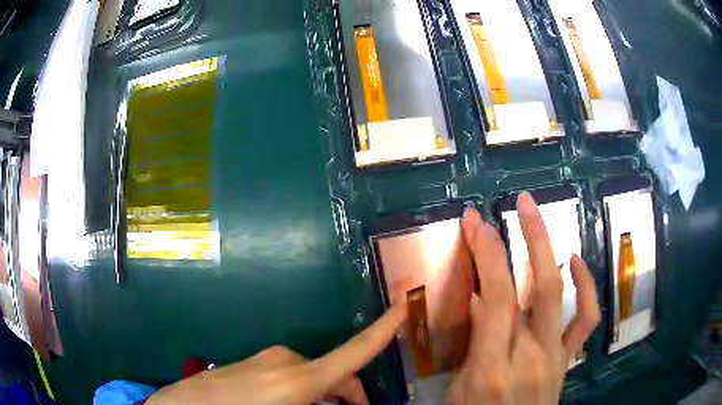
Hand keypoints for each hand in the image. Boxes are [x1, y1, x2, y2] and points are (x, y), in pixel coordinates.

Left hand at [147, 304, 405, 404]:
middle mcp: (287, 361)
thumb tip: (345, 401)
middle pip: (337, 374)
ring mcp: (267, 359)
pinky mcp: (253, 361)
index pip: (356, 351)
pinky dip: (303, 392)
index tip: (407, 297)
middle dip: (351, 396)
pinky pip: (291, 376)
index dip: (386, 325)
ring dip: (325, 398)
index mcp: (300, 378)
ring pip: (313, 377)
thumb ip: (324, 404)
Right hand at [448, 193, 600, 403]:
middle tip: (522, 202)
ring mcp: (555, 356)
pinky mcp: (567, 360)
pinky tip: (575, 261)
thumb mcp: (457, 388)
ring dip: (553, 250)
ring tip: (541, 218)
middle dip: (530, 236)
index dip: (487, 254)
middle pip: (538, 286)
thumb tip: (480, 301)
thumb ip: (470, 344)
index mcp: (493, 367)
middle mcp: (531, 356)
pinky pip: (586, 320)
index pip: (495, 298)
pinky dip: (585, 286)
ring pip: (562, 294)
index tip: (475, 223)